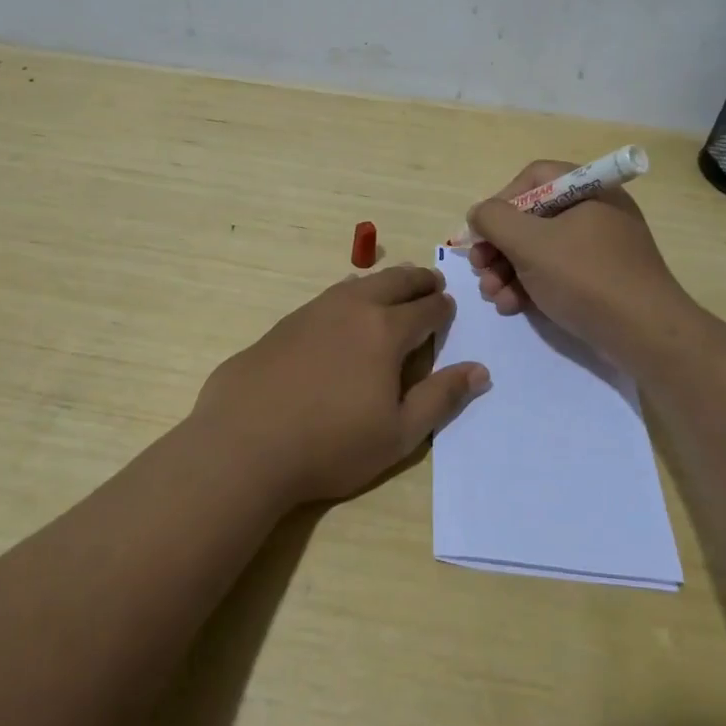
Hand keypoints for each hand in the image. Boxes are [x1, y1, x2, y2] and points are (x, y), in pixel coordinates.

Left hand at [191, 265, 489, 505]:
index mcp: (386, 331)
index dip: (443, 308)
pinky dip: (351, 294)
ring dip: (384, 282)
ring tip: (394, 288)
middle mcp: (353, 309)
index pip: (426, 309)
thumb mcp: (399, 433)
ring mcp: (315, 311)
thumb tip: (480, 371)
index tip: (449, 307)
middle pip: (395, 281)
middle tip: (432, 282)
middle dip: (419, 280)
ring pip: (360, 283)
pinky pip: (330, 296)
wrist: (245, 442)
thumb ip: (441, 398)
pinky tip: (345, 309)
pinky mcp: (286, 322)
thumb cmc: (331, 444)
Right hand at [466, 160, 691, 368]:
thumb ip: (494, 220)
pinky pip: (556, 272)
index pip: (534, 178)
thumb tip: (479, 214)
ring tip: (491, 294)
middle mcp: (596, 212)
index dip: (502, 201)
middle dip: (499, 245)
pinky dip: (529, 286)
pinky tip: (511, 306)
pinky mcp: (599, 280)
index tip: (483, 231)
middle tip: (479, 268)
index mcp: (589, 190)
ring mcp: (599, 248)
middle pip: (532, 217)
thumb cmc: (585, 278)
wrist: (645, 336)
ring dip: (507, 270)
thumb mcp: (530, 243)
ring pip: (540, 249)